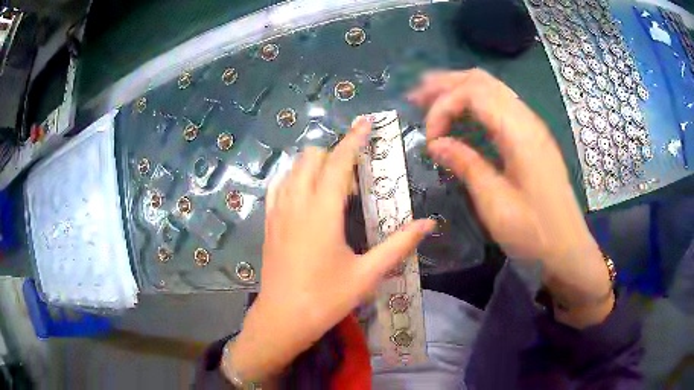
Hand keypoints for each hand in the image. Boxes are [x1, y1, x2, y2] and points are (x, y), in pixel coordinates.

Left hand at [224, 118, 434, 381]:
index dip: (353, 139)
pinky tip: (308, 196)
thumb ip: (399, 245)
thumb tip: (428, 223)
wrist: (282, 319)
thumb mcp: (367, 274)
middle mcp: (296, 203)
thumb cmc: (326, 299)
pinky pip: (279, 186)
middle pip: (312, 157)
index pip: (338, 162)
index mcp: (322, 212)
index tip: (365, 122)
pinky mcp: (268, 222)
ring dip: (315, 165)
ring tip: (335, 185)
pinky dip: (295, 178)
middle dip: (335, 153)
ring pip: (293, 168)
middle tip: (356, 174)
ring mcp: (277, 212)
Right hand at [408, 69, 613, 327]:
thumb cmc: (534, 232)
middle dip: (446, 84)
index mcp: (520, 133)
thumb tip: (436, 144)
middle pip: (482, 81)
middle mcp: (527, 119)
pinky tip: (460, 114)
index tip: (430, 141)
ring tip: (430, 99)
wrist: (567, 248)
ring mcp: (531, 126)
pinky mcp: (531, 137)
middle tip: (416, 97)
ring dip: (459, 89)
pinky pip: (499, 104)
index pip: (473, 93)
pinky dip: (474, 102)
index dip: (443, 107)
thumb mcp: (496, 204)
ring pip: (491, 88)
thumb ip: (466, 165)